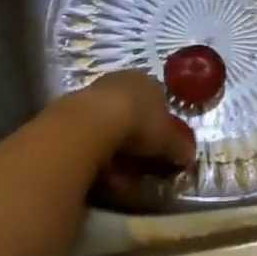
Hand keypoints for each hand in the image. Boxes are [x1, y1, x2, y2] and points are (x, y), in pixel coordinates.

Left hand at [59, 71, 196, 169]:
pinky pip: (89, 136)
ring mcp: (92, 93)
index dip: (162, 125)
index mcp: (147, 81)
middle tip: (142, 162)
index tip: (164, 148)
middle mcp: (119, 81)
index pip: (159, 100)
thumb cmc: (139, 125)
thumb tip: (188, 156)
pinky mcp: (69, 111)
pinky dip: (96, 153)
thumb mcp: (169, 140)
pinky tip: (99, 172)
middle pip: (132, 112)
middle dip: (137, 138)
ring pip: (108, 125)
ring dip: (115, 149)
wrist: (91, 124)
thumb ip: (179, 147)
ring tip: (121, 174)